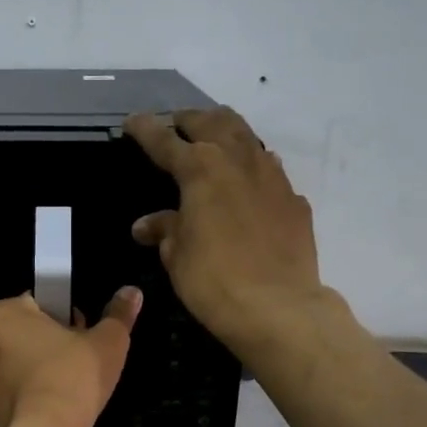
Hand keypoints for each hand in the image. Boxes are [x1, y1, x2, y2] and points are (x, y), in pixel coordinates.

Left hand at [0, 289, 140, 426]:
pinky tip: (40, 410)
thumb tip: (132, 292)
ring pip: (6, 368)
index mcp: (5, 314)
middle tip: (73, 361)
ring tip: (58, 389)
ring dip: (25, 372)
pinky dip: (17, 402)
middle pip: (17, 335)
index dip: (60, 316)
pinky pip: (1, 400)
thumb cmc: (75, 375)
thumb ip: (118, 313)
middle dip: (40, 343)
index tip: (79, 334)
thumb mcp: (108, 340)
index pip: (34, 303)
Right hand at [124, 107, 323, 353]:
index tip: (132, 121)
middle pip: (212, 123)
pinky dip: (252, 167)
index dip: (146, 130)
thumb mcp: (177, 255)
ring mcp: (271, 177)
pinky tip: (248, 183)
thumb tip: (146, 225)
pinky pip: (269, 169)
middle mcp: (237, 161)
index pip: (165, 141)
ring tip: (214, 140)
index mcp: (200, 169)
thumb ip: (165, 230)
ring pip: (246, 136)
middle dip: (190, 119)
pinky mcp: (293, 199)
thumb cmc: (213, 280)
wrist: (278, 306)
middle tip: (177, 124)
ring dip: (225, 132)